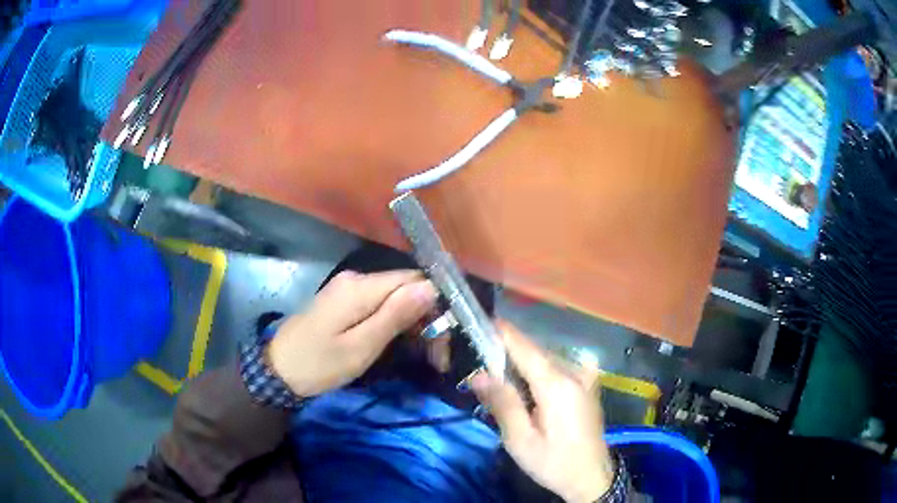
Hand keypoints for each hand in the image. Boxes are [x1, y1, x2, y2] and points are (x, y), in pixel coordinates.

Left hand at [267, 270, 436, 397]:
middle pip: (404, 288)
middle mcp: (356, 279)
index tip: (442, 339)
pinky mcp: (342, 301)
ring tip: (421, 354)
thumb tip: (430, 287)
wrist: (277, 371)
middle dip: (424, 317)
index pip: (413, 280)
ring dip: (411, 322)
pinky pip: (377, 304)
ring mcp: (347, 289)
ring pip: (393, 297)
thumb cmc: (319, 364)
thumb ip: (395, 315)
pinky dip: (393, 322)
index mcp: (360, 287)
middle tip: (435, 357)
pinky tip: (397, 341)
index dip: (433, 305)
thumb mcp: (360, 347)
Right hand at [472, 324, 613, 502]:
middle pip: (535, 352)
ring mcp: (585, 376)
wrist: (591, 477)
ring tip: (500, 377)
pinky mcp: (588, 384)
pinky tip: (529, 387)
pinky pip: (558, 367)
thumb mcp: (520, 440)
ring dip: (522, 363)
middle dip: (507, 353)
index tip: (480, 322)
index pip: (525, 347)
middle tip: (482, 364)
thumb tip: (479, 374)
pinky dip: (539, 371)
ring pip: (546, 359)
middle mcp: (574, 372)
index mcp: (557, 384)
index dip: (502, 333)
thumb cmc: (553, 462)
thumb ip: (502, 403)